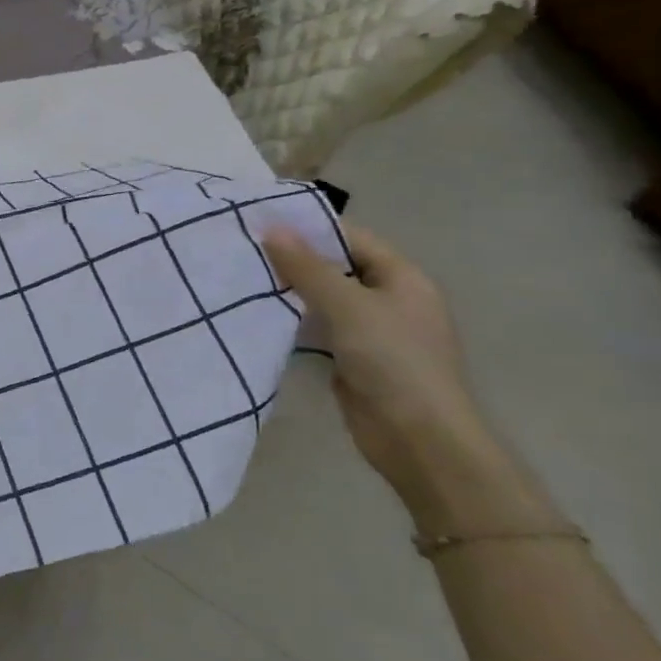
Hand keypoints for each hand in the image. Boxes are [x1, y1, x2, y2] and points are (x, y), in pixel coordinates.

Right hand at [262, 223, 520, 524]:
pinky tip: (259, 314)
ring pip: (323, 298)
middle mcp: (390, 299)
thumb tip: (272, 228)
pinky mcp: (353, 358)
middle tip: (243, 247)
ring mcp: (372, 331)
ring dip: (289, 290)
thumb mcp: (348, 306)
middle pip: (336, 266)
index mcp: (402, 278)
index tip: (261, 220)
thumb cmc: (393, 361)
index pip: (351, 238)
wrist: (419, 440)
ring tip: (241, 275)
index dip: (309, 227)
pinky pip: (318, 328)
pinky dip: (293, 320)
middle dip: (294, 258)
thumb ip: (307, 267)